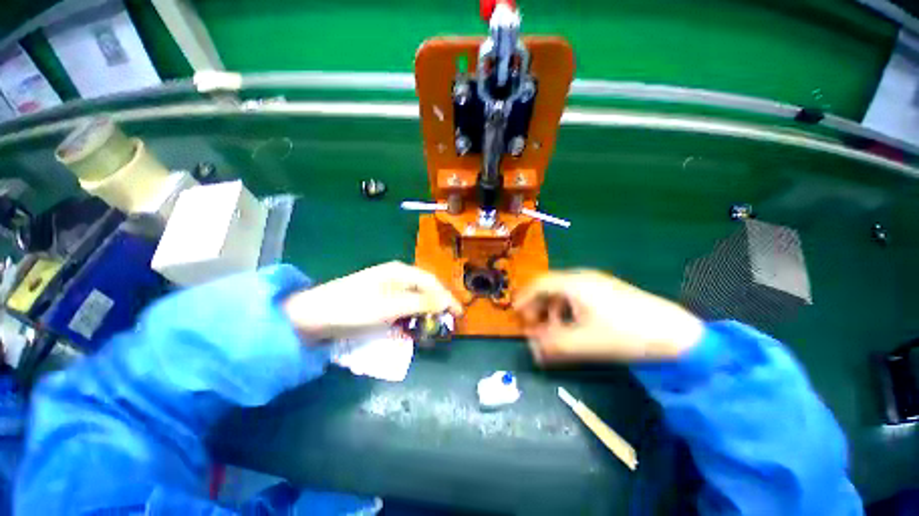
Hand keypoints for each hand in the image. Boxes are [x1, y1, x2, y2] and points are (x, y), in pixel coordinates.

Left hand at [283, 261, 461, 340]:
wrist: (312, 317)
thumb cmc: (353, 308)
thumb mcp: (390, 306)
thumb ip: (420, 303)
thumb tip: (446, 302)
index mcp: (400, 272)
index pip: (432, 283)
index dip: (447, 297)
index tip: (459, 314)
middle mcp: (396, 277)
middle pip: (425, 290)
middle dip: (438, 306)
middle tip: (447, 323)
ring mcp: (387, 290)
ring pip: (415, 300)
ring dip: (425, 313)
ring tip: (433, 327)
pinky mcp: (380, 302)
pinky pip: (403, 308)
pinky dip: (411, 317)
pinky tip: (413, 327)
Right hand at [514, 270, 702, 363]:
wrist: (677, 333)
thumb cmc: (625, 334)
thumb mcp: (584, 343)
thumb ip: (553, 346)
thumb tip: (532, 351)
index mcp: (573, 283)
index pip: (539, 284)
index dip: (524, 298)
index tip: (515, 313)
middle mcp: (582, 278)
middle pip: (549, 287)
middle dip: (537, 306)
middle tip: (532, 326)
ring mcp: (596, 284)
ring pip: (563, 293)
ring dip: (552, 310)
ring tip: (553, 331)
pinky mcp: (607, 292)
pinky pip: (577, 297)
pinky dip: (567, 311)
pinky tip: (573, 327)